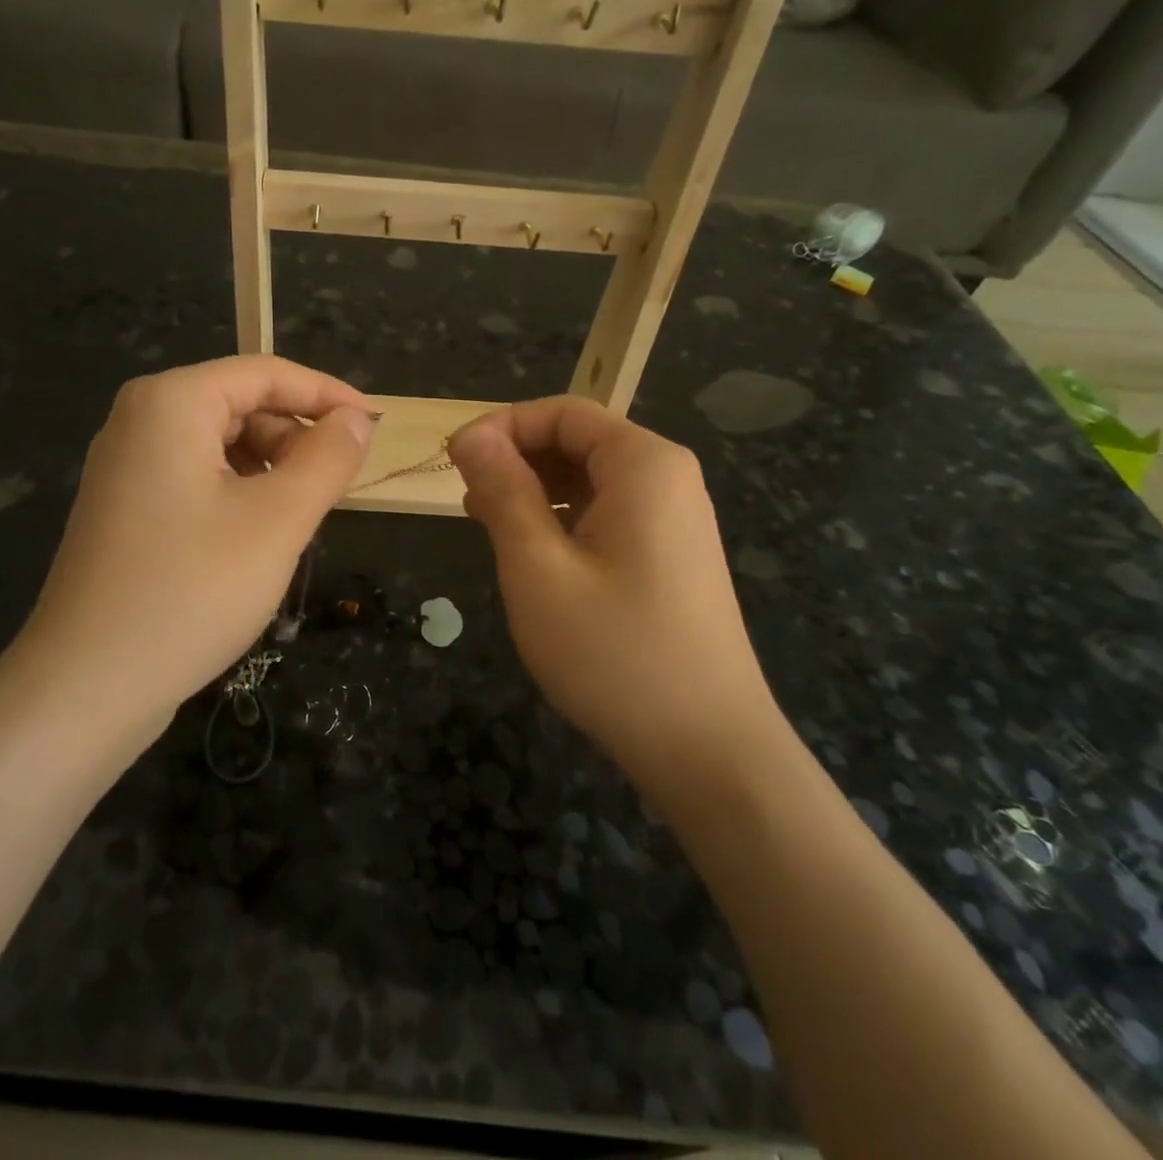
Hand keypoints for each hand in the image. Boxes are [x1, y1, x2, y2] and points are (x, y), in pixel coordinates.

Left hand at [25, 356, 372, 723]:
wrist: (87, 687)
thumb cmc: (192, 590)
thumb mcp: (278, 520)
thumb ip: (327, 458)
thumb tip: (357, 419)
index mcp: (171, 403)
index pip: (266, 373)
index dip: (328, 395)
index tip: (376, 426)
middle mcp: (141, 421)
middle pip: (241, 406)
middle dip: (295, 439)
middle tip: (337, 489)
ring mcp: (127, 467)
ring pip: (221, 445)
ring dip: (271, 471)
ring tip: (298, 521)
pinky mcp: (126, 508)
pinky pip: (197, 478)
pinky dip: (239, 494)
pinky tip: (258, 538)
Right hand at [448, 397, 784, 788]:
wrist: (708, 750)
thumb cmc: (614, 652)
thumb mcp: (538, 567)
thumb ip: (503, 491)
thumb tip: (471, 435)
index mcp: (644, 465)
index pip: (563, 412)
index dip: (502, 427)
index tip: (454, 461)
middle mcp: (668, 479)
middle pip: (579, 440)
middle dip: (517, 459)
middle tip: (466, 500)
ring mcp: (675, 520)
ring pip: (591, 479)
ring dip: (535, 490)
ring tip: (488, 526)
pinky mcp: (671, 556)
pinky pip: (608, 514)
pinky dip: (563, 519)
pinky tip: (532, 553)